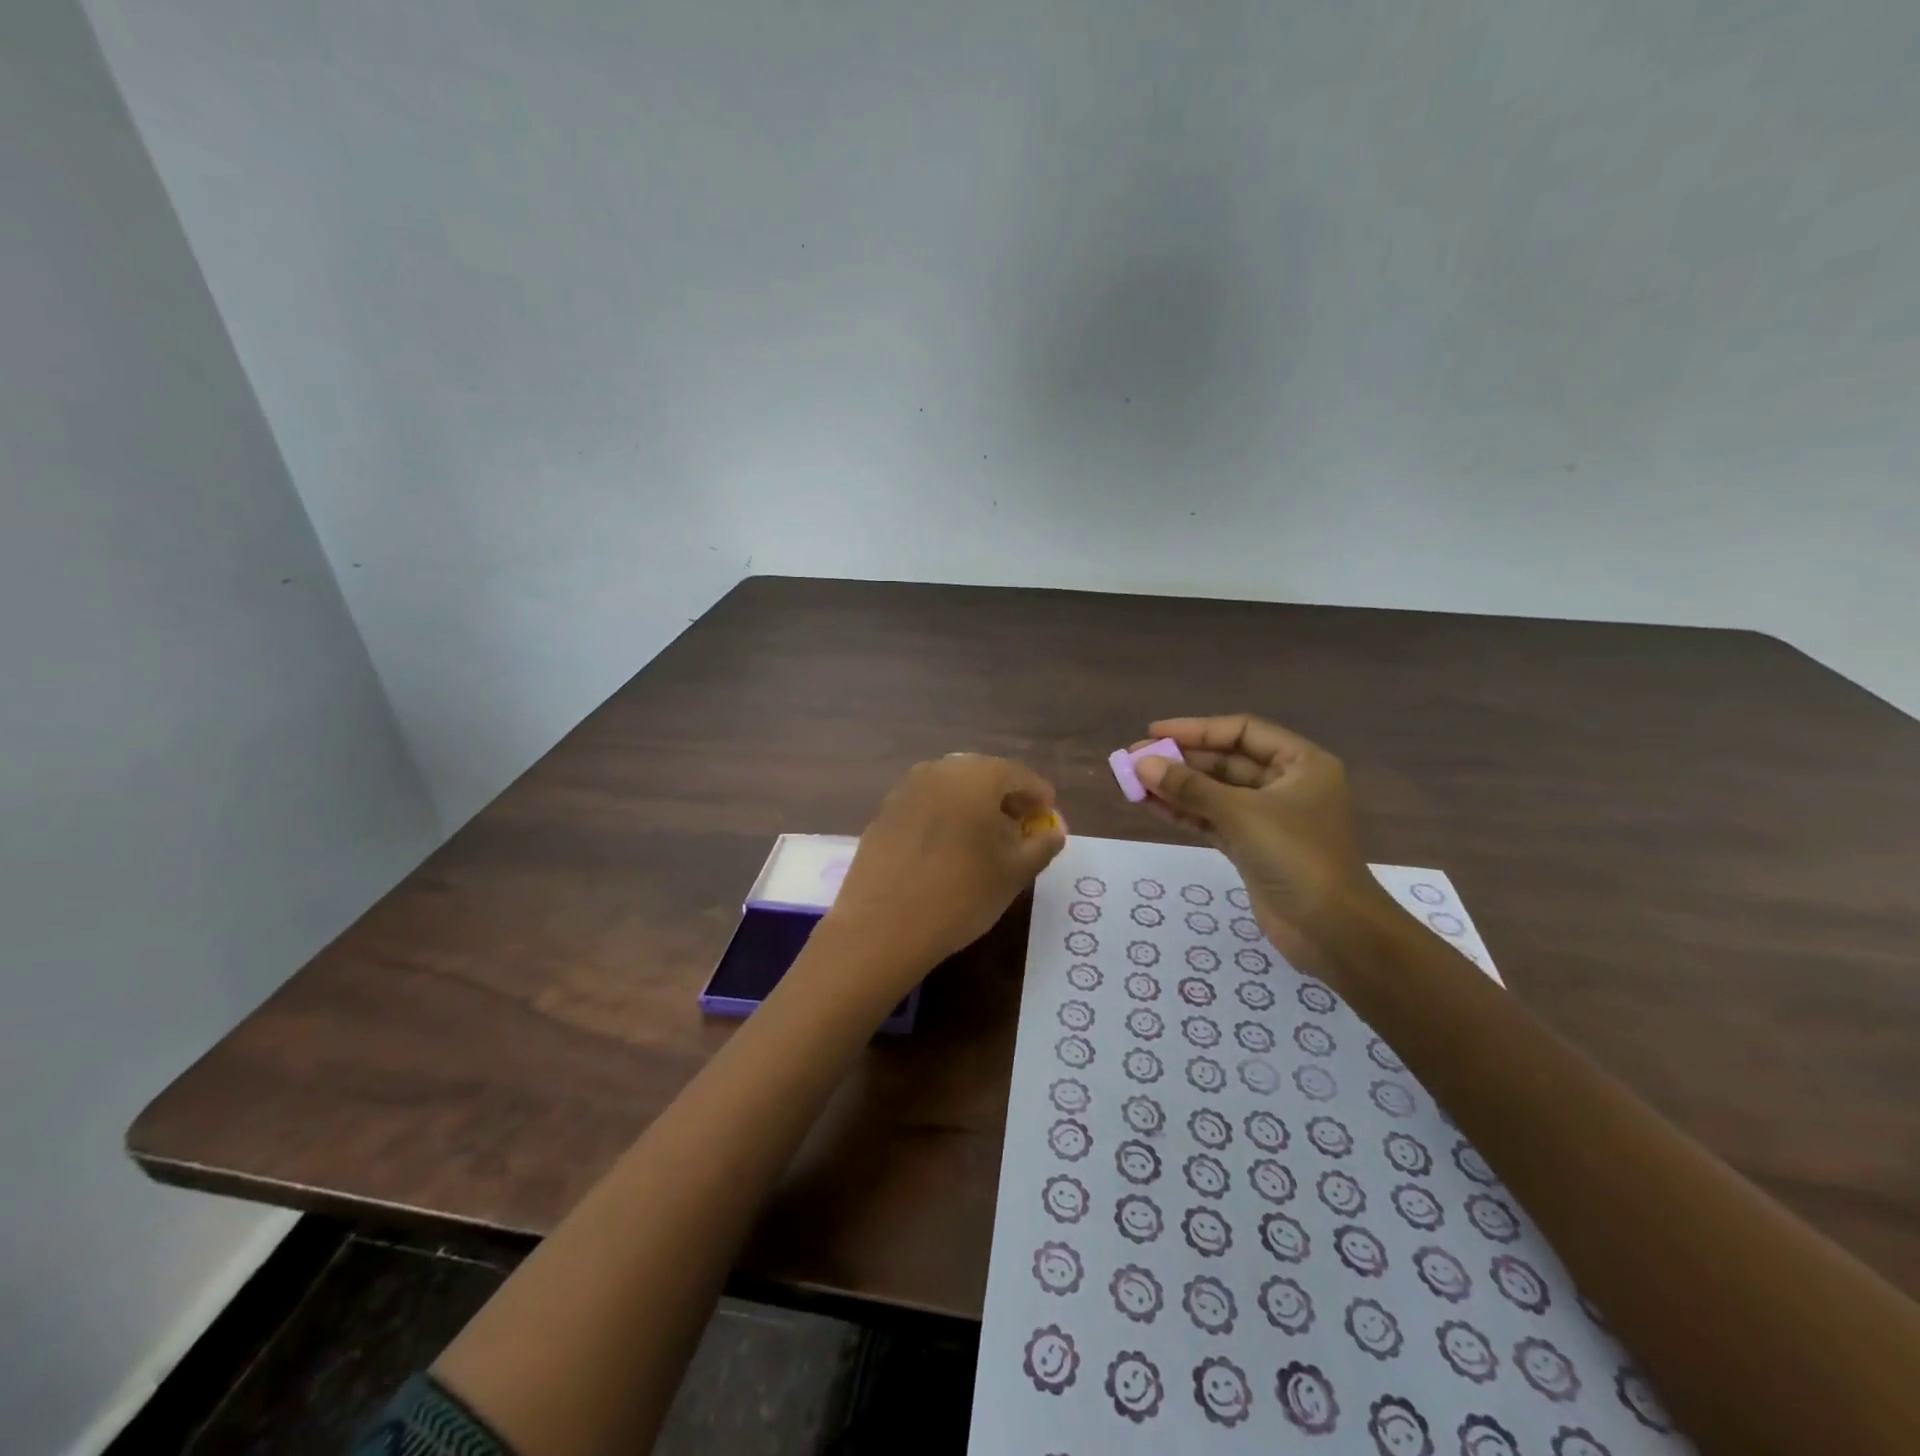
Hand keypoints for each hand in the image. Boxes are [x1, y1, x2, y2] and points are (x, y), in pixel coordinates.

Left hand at [821, 754, 1066, 996]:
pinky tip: (949, 848)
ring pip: (951, 788)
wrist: (881, 927)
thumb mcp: (1014, 874)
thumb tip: (1054, 832)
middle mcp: (938, 771)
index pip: (1018, 774)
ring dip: (974, 805)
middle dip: (1006, 797)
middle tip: (1020, 827)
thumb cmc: (960, 895)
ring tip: (986, 839)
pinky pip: (926, 804)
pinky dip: (945, 816)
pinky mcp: (883, 813)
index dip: (1038, 795)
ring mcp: (905, 790)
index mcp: (975, 776)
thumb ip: (1041, 846)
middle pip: (983, 775)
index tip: (1048, 818)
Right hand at [1131, 715, 1390, 960]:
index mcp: (1301, 763)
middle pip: (1226, 760)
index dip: (1197, 729)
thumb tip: (1142, 763)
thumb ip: (1190, 787)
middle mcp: (1285, 784)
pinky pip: (1212, 819)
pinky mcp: (1252, 847)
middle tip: (1135, 758)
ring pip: (1214, 792)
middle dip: (1181, 759)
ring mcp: (1267, 818)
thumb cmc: (1297, 857)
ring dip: (1176, 786)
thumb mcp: (1242, 814)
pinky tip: (1150, 804)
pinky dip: (1183, 812)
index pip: (1242, 731)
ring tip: (1133, 780)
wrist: (1332, 931)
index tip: (1154, 733)